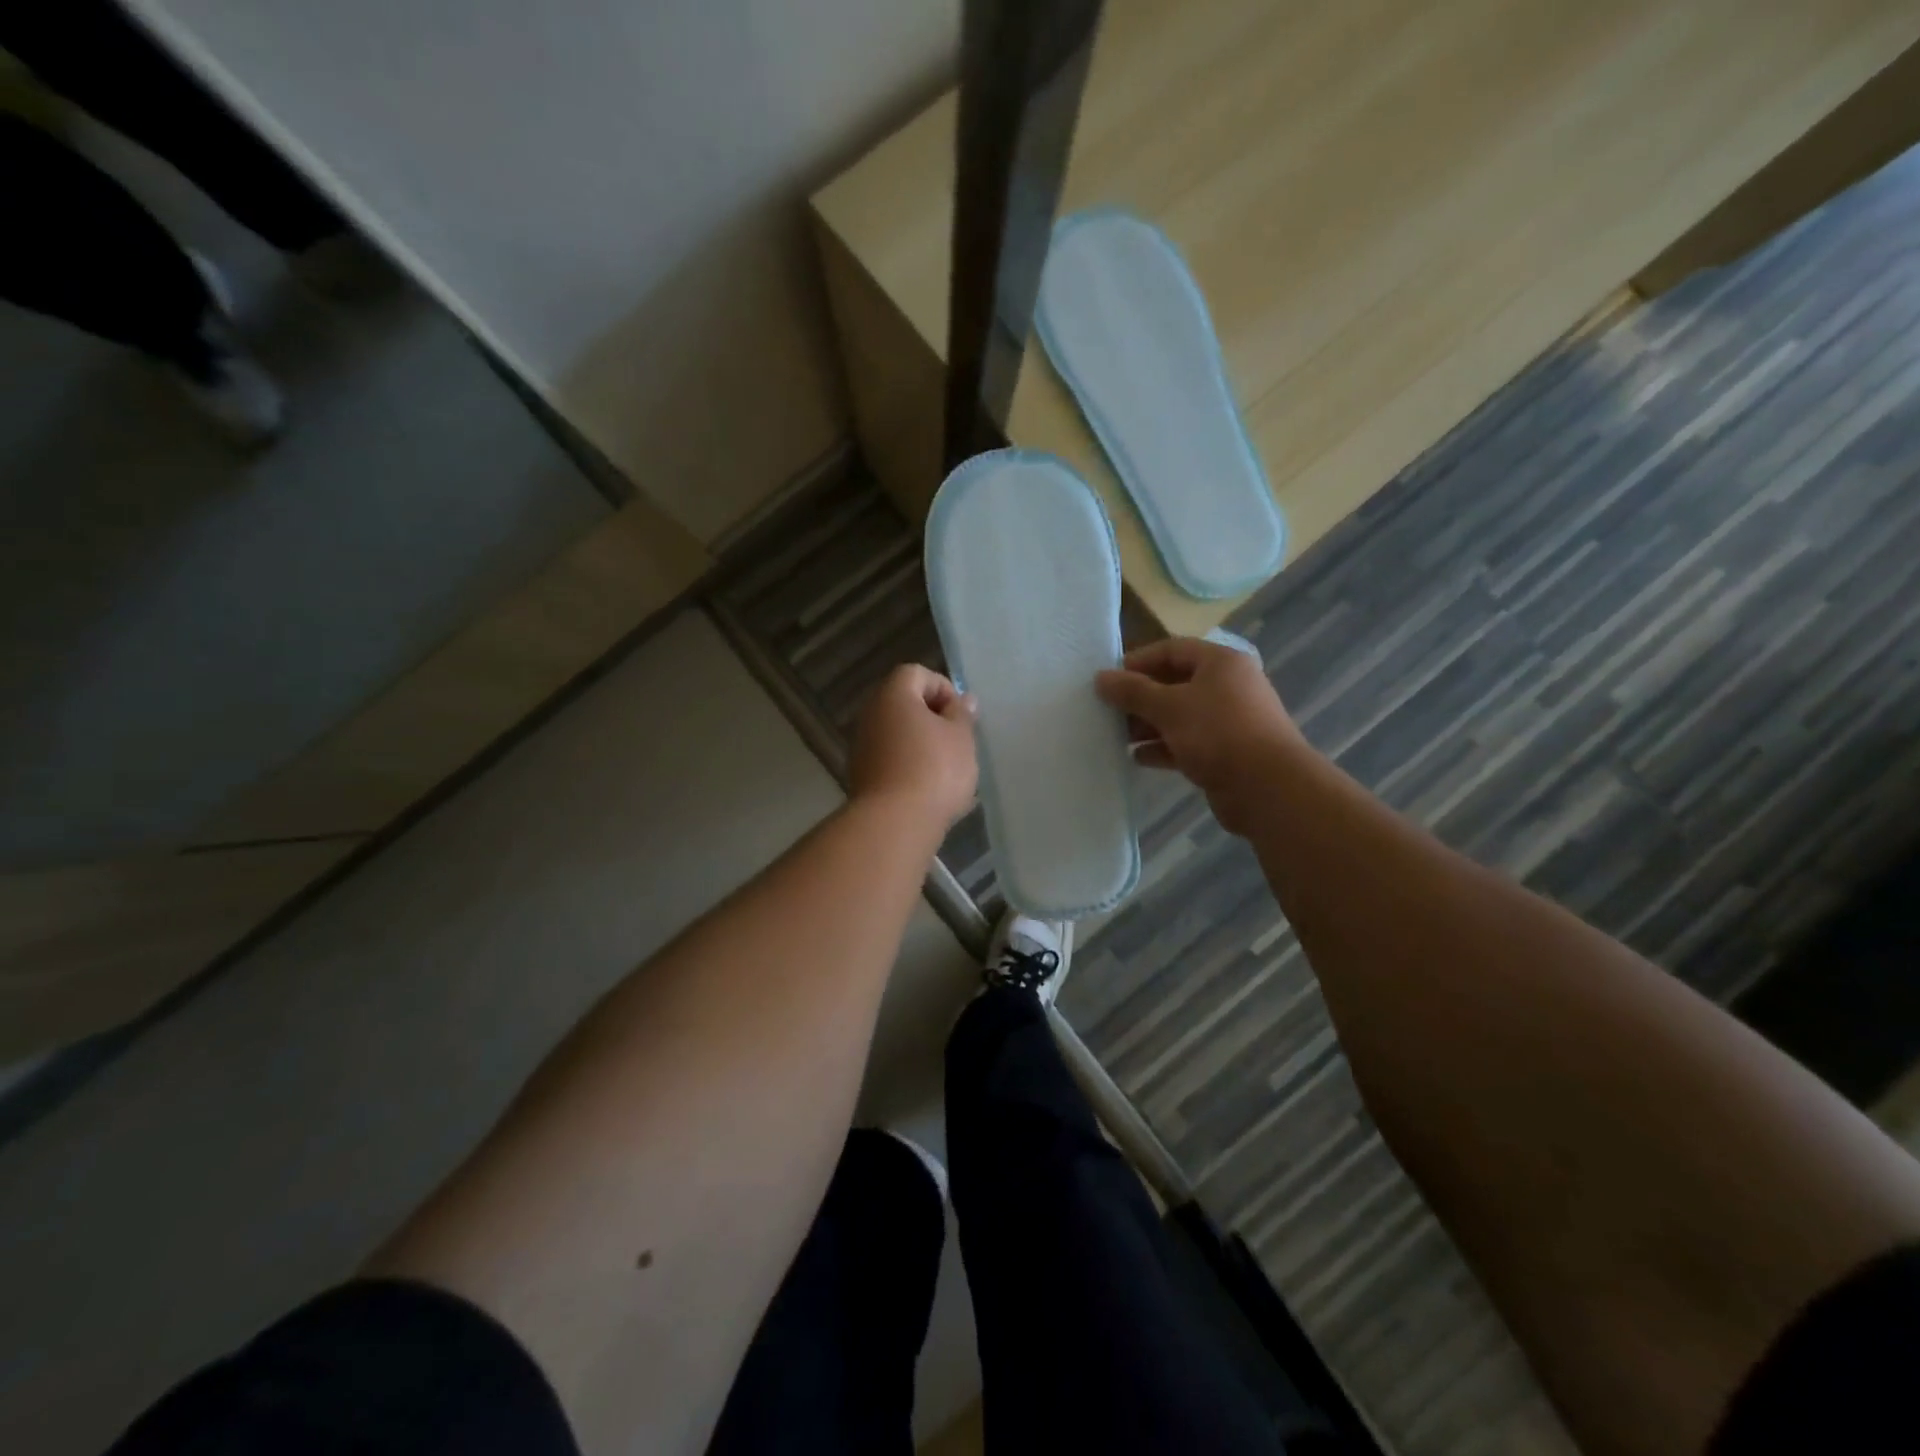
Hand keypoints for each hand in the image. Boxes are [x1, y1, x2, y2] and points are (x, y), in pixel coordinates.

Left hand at [849, 665, 978, 828]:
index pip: (916, 673)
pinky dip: (909, 766)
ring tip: (948, 769)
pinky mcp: (862, 777)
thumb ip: (962, 714)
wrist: (895, 823)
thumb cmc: (934, 770)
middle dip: (933, 718)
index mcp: (893, 696)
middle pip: (904, 703)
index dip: (942, 687)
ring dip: (922, 744)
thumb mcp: (961, 737)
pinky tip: (929, 789)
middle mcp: (870, 715)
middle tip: (957, 740)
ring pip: (897, 734)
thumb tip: (963, 700)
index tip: (960, 715)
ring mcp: (862, 747)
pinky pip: (891, 760)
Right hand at [1095, 637, 1305, 834]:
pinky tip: (1138, 758)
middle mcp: (1228, 687)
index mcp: (1220, 663)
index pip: (1172, 650)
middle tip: (1108, 711)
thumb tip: (1101, 677)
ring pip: (1180, 716)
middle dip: (1140, 698)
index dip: (1138, 661)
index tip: (1108, 679)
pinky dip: (1163, 748)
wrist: (1268, 788)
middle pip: (1175, 683)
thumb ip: (1132, 691)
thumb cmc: (1218, 733)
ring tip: (1117, 737)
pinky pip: (1187, 743)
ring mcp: (1229, 721)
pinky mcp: (1226, 753)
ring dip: (1148, 725)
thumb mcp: (1169, 707)